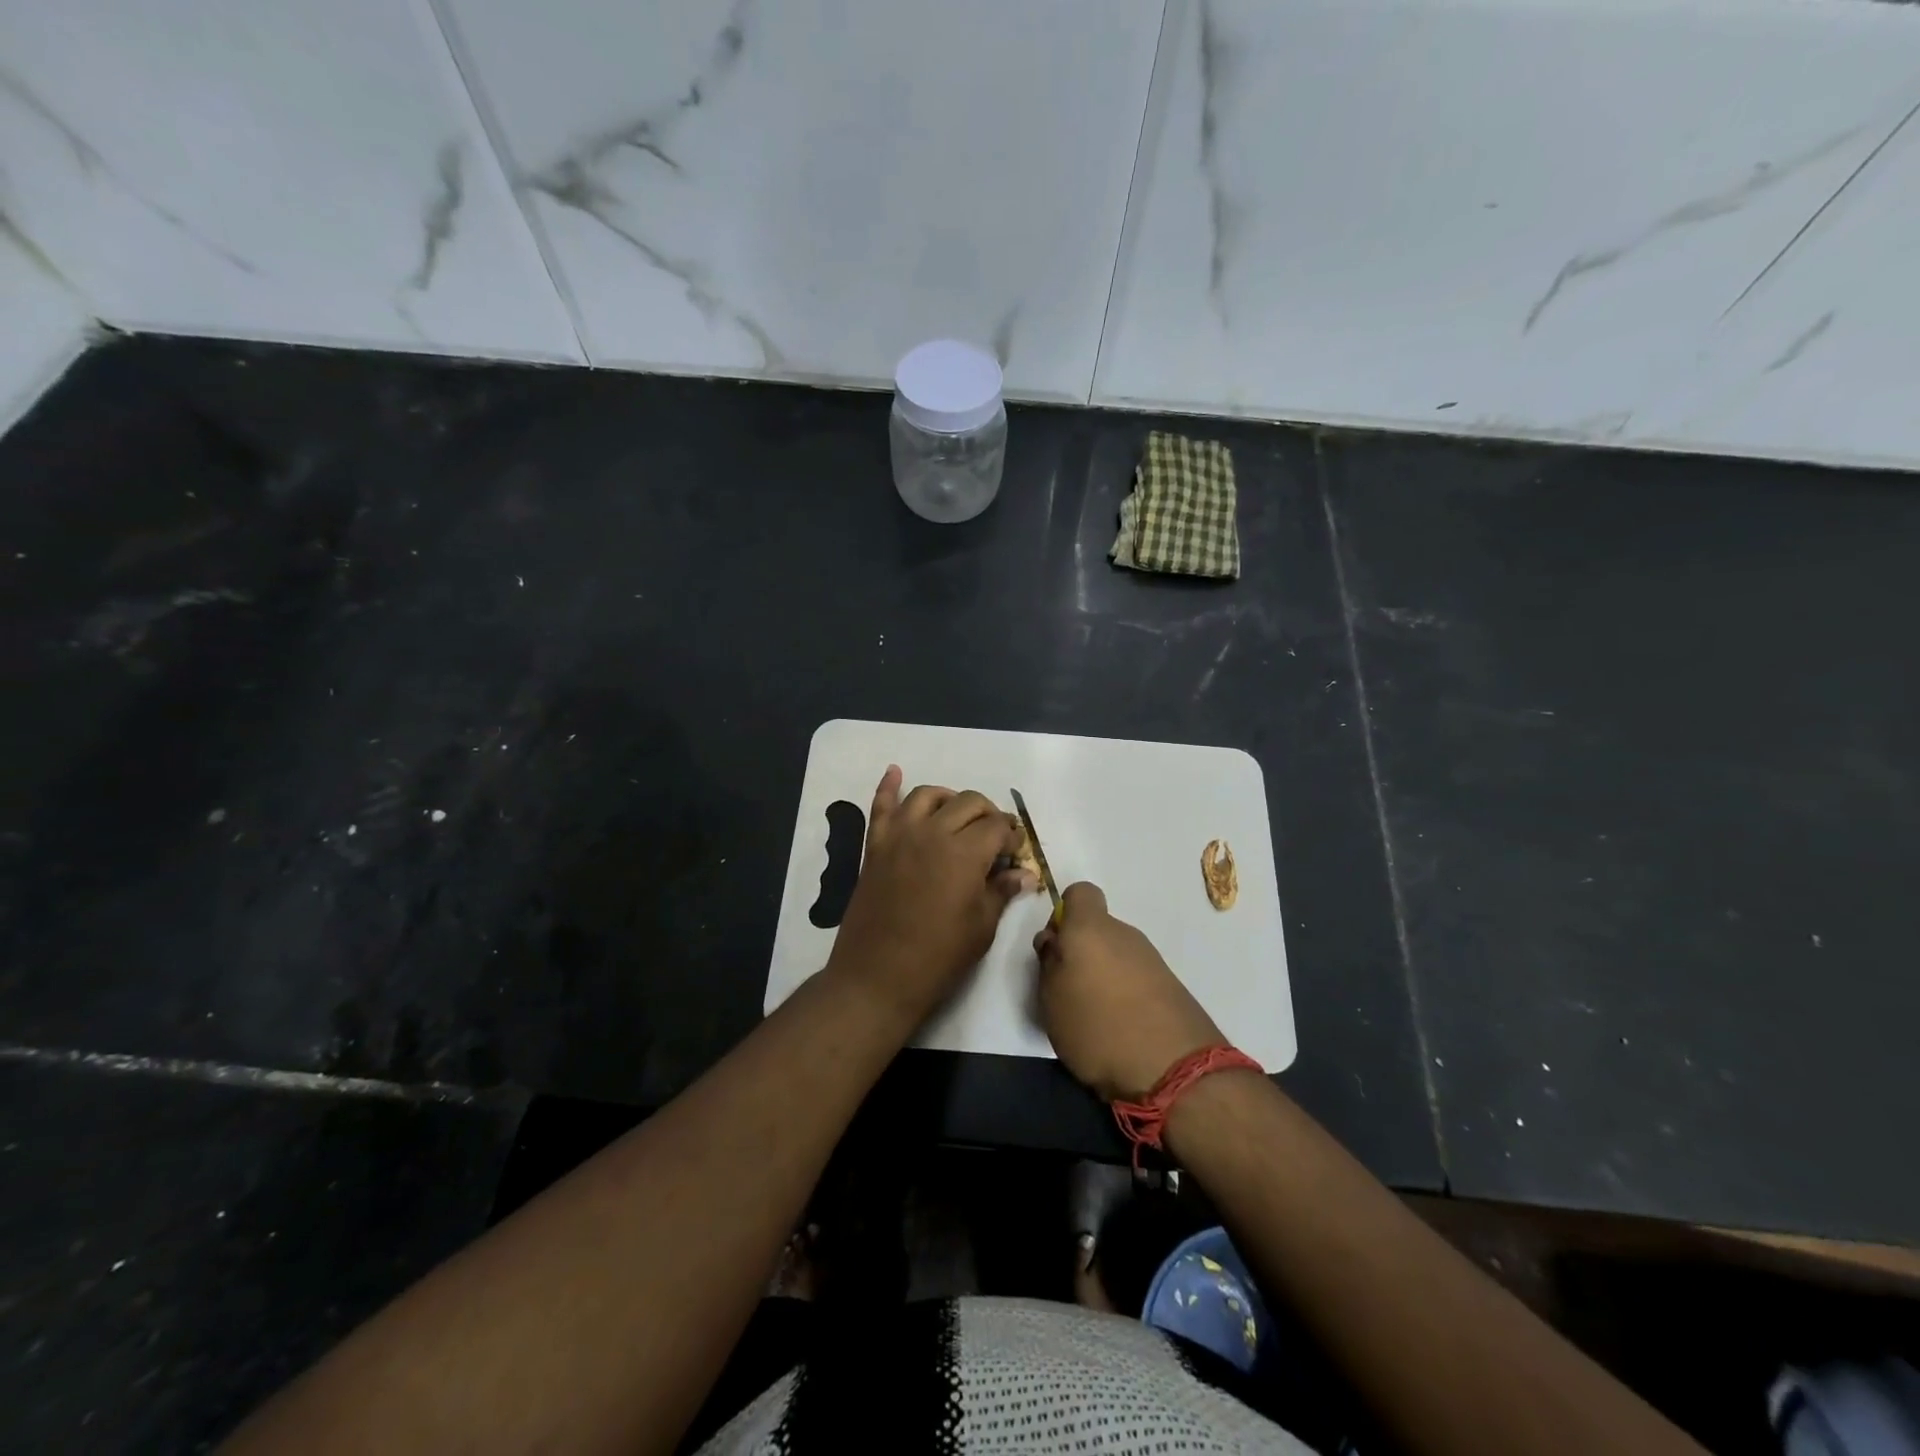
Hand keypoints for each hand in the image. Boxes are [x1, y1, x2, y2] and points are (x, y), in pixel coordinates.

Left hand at [826, 765, 1028, 1027]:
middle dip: (988, 814)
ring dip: (948, 799)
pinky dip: (888, 787)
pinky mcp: (875, 847)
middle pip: (967, 802)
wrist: (877, 977)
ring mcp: (899, 836)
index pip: (996, 827)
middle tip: (994, 838)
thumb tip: (1025, 874)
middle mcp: (932, 832)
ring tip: (958, 817)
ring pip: (927, 795)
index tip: (1016, 853)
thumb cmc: (938, 957)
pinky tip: (894, 772)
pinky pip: (881, 807)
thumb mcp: (981, 927)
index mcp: (964, 853)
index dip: (1012, 836)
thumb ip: (1001, 891)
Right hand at [1034, 882, 1223, 1101]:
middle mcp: (1124, 933)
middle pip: (1097, 928)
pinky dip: (1126, 993)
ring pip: (1117, 954)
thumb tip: (1054, 942)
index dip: (1064, 914)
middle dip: (1081, 951)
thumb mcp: (1052, 1000)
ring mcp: (1152, 958)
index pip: (1079, 893)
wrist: (1174, 1069)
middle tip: (1069, 990)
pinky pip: (1137, 977)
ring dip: (1104, 975)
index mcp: (1091, 928)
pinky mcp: (1171, 985)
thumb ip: (1048, 963)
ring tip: (1095, 1016)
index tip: (1056, 947)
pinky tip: (1121, 1028)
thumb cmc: (1098, 1027)